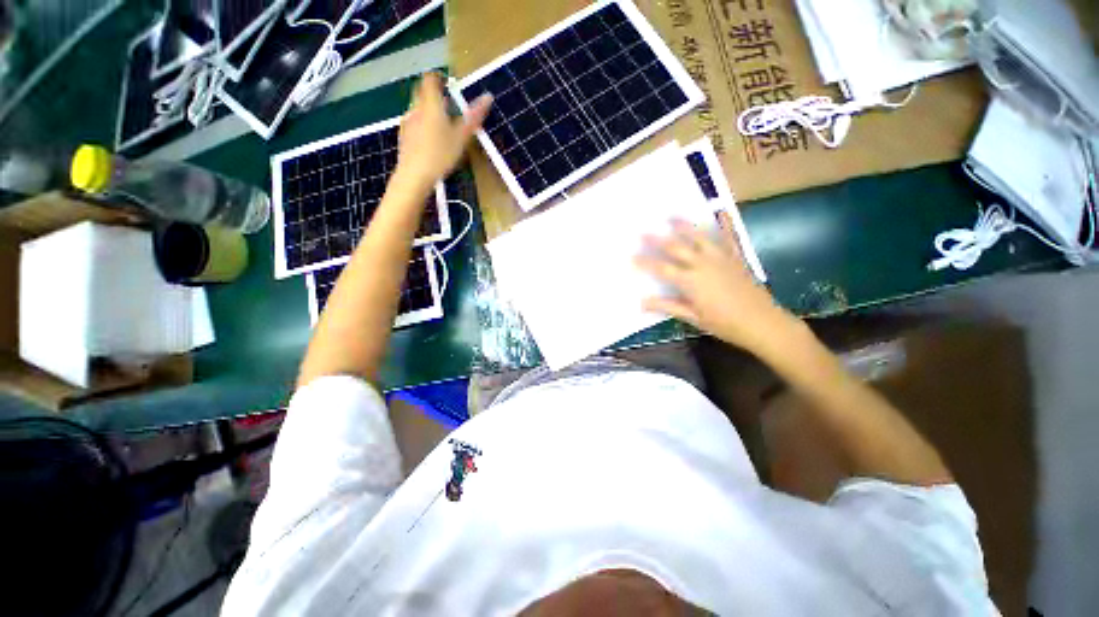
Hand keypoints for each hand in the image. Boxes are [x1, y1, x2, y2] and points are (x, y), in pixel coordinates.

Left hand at [396, 72, 491, 188]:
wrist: (414, 175)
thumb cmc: (439, 155)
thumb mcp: (461, 137)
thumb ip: (473, 117)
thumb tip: (487, 97)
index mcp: (430, 104)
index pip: (430, 79)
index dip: (439, 78)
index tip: (449, 85)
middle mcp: (415, 108)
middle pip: (422, 91)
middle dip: (434, 94)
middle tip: (449, 105)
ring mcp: (407, 122)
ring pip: (417, 107)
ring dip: (428, 110)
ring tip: (442, 125)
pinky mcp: (403, 136)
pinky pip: (413, 122)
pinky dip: (422, 124)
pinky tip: (431, 140)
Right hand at [636, 214, 798, 354]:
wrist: (762, 323)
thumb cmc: (724, 323)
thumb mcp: (693, 317)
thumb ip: (667, 306)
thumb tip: (642, 303)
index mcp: (690, 281)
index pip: (661, 269)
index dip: (645, 263)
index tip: (631, 256)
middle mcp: (702, 264)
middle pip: (676, 248)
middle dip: (657, 240)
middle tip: (643, 231)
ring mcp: (720, 258)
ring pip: (698, 237)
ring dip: (684, 226)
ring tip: (672, 216)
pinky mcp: (736, 257)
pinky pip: (729, 237)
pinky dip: (725, 224)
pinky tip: (722, 211)